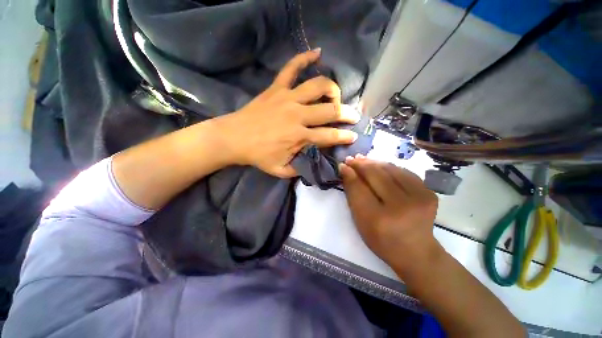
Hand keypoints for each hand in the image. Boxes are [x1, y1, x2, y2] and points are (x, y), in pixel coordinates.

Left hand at [212, 49, 358, 177]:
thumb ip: (300, 169)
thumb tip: (314, 163)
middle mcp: (298, 115)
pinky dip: (304, 57)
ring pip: (318, 85)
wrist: (234, 138)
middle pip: (330, 110)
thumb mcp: (281, 170)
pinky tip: (317, 52)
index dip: (344, 137)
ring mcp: (287, 98)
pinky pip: (292, 68)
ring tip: (335, 95)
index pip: (329, 136)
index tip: (353, 136)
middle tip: (353, 115)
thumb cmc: (258, 155)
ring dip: (332, 89)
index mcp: (299, 136)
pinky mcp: (277, 88)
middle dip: (346, 113)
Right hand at [340, 156, 439, 271]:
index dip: (350, 173)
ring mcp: (420, 198)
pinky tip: (379, 166)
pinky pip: (403, 172)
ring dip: (374, 163)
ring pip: (390, 169)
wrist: (416, 251)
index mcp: (379, 219)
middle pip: (376, 175)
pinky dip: (388, 167)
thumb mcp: (360, 220)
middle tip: (351, 159)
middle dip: (361, 164)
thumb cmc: (381, 239)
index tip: (343, 165)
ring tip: (362, 160)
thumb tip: (345, 169)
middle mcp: (401, 206)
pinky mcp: (429, 193)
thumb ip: (352, 194)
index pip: (359, 188)